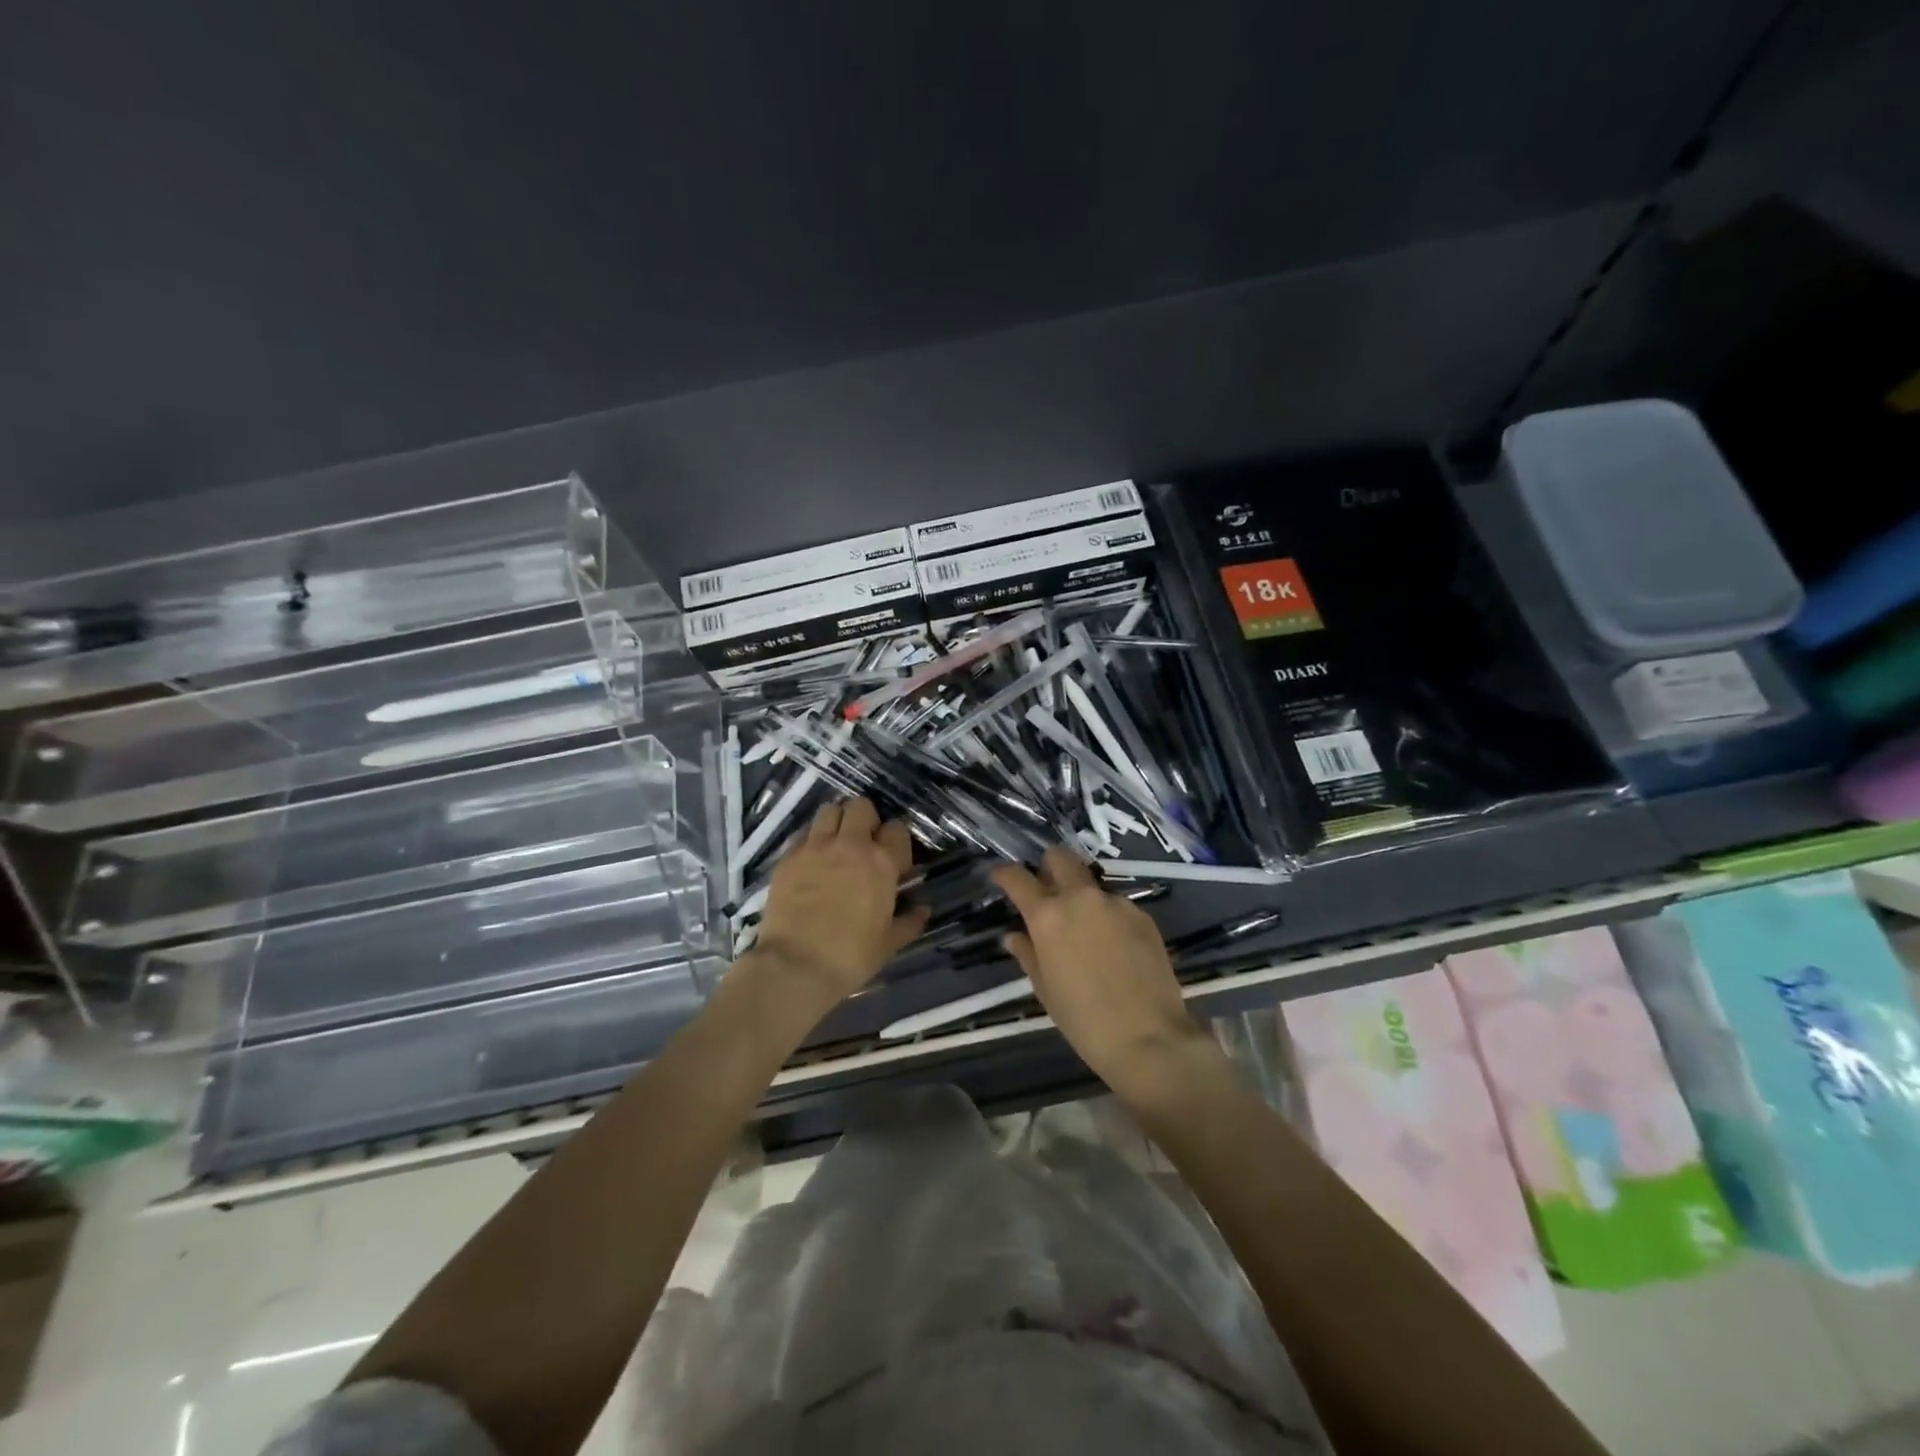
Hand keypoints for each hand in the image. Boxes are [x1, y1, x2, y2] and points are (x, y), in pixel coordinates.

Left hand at [749, 797, 928, 1016]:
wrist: (796, 966)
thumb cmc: (851, 956)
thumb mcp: (889, 943)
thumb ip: (909, 922)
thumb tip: (923, 910)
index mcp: (881, 863)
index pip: (896, 829)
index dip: (896, 841)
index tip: (893, 861)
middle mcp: (850, 845)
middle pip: (860, 806)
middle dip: (865, 819)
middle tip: (864, 844)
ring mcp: (815, 848)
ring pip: (829, 810)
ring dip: (836, 822)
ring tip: (836, 845)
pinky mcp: (788, 858)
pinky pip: (803, 835)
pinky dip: (811, 841)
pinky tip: (811, 862)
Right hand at [990, 847, 1212, 1093]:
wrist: (1148, 1037)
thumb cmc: (1083, 1019)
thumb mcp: (1045, 989)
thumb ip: (1028, 953)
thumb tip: (1015, 936)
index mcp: (1048, 916)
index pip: (1018, 878)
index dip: (1005, 873)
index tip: (1000, 876)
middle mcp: (1081, 898)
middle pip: (1061, 858)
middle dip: (1048, 867)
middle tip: (1046, 892)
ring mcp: (1116, 903)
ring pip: (1091, 884)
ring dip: (1081, 897)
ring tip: (1085, 931)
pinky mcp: (1143, 915)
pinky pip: (1117, 905)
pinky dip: (1107, 917)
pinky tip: (1113, 947)